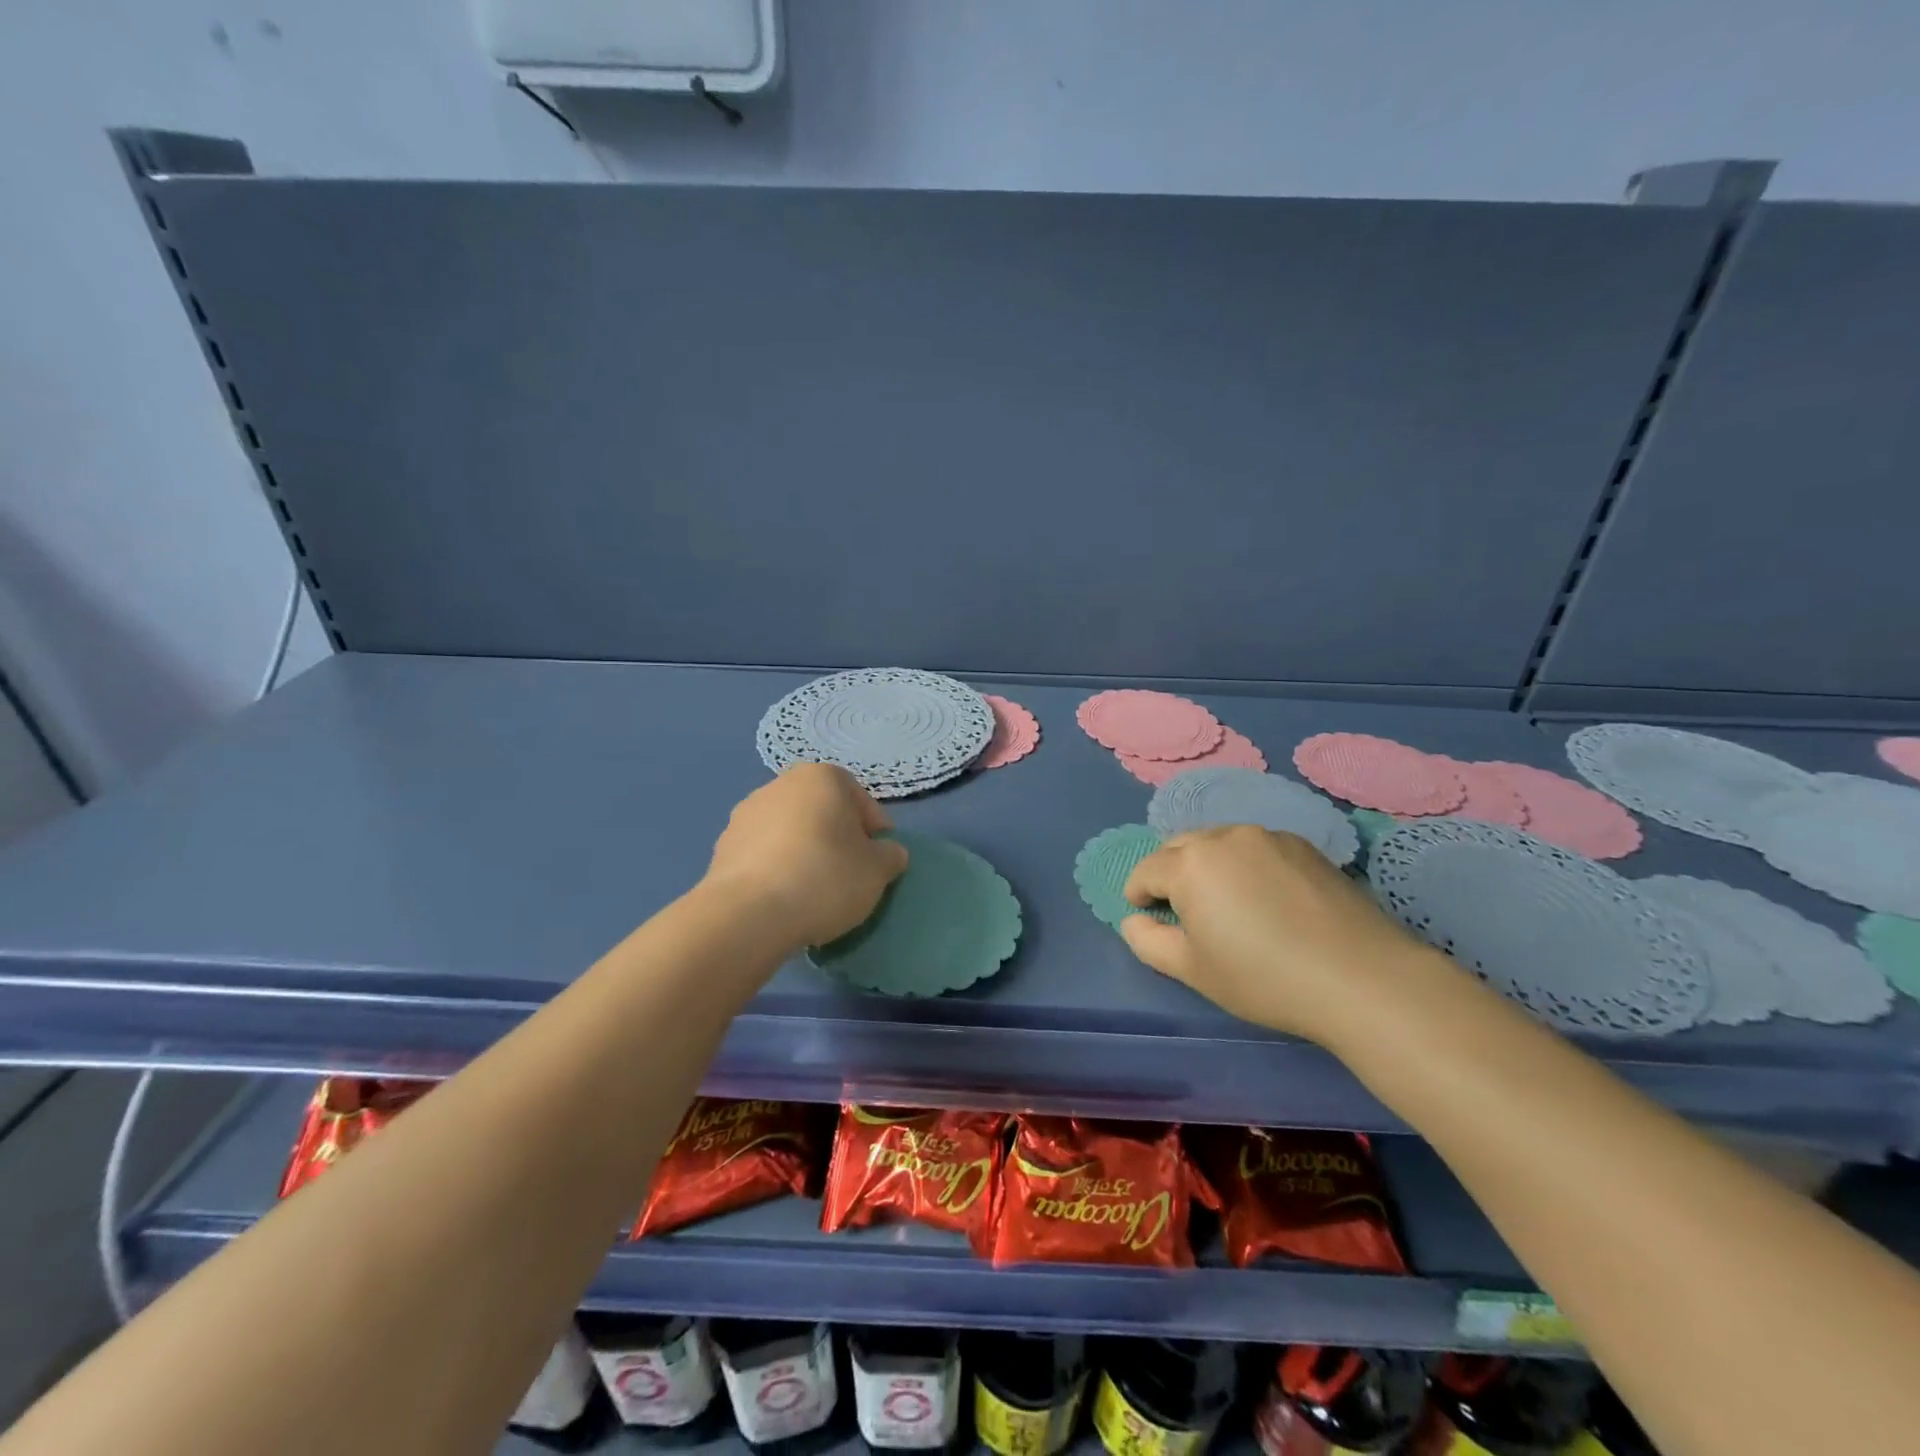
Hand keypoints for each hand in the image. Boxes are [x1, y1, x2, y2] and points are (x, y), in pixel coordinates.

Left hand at [704, 764, 910, 947]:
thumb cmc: (825, 878)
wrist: (748, 914)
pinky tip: (785, 898)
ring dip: (805, 852)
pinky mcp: (722, 847)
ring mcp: (745, 814)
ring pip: (790, 831)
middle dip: (837, 837)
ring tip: (814, 891)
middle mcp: (780, 785)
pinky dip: (778, 869)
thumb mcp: (878, 870)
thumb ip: (891, 856)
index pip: (860, 799)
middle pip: (822, 811)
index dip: (874, 829)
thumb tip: (888, 853)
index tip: (879, 859)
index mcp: (821, 778)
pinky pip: (764, 854)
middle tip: (849, 873)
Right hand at [1119, 825, 1437, 1045]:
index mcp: (1190, 863)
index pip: (1147, 870)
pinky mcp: (1305, 846)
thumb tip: (1133, 920)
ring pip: (1220, 843)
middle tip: (1181, 908)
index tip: (1145, 914)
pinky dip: (1247, 865)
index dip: (1138, 893)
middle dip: (1170, 872)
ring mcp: (1269, 836)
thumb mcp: (1193, 970)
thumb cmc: (1263, 977)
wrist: (1361, 977)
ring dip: (1209, 865)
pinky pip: (1258, 848)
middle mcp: (1225, 837)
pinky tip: (1268, 899)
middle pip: (1181, 847)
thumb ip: (1148, 941)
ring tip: (1226, 902)